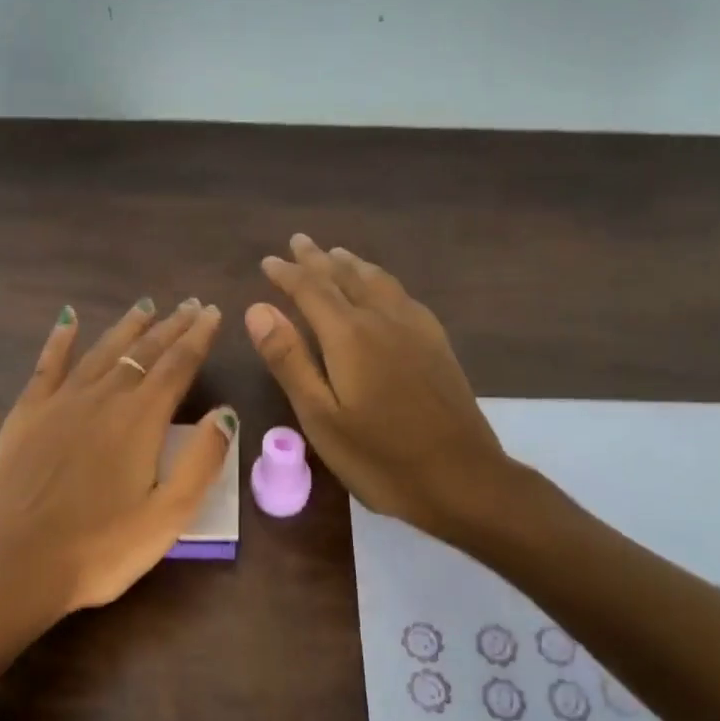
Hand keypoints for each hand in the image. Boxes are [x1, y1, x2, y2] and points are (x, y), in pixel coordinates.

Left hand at [0, 298, 237, 618]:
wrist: (12, 566)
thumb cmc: (99, 549)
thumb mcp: (168, 517)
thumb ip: (202, 461)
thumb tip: (225, 413)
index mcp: (141, 419)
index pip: (178, 365)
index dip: (199, 337)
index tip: (213, 312)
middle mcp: (103, 397)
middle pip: (144, 351)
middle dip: (171, 326)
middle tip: (190, 305)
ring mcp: (60, 402)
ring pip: (102, 351)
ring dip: (127, 326)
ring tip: (146, 305)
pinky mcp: (27, 414)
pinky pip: (48, 364)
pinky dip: (60, 339)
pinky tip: (68, 319)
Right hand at [245, 235, 517, 536]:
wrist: (462, 479)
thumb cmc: (380, 457)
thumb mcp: (320, 416)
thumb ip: (289, 359)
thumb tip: (257, 309)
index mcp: (349, 335)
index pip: (311, 290)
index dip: (287, 274)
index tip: (268, 261)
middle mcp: (382, 319)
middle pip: (345, 277)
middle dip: (318, 259)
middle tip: (299, 241)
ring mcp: (415, 329)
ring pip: (378, 281)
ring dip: (352, 265)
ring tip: (337, 254)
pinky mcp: (437, 344)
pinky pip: (403, 295)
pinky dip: (381, 281)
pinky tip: (384, 290)